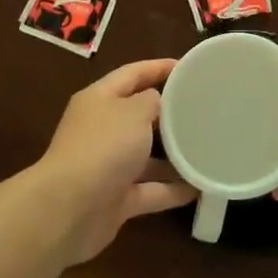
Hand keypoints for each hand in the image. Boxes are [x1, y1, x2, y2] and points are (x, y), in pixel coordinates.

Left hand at [34, 58, 195, 263]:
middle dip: (169, 113)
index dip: (159, 67)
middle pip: (139, 115)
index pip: (132, 74)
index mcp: (100, 99)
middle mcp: (101, 129)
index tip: (188, 67)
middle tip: (204, 110)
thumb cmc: (103, 147)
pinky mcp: (115, 199)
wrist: (69, 210)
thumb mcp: (134, 112)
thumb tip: (157, 103)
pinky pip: (149, 190)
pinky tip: (200, 188)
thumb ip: (152, 102)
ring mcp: (107, 166)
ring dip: (173, 155)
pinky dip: (171, 190)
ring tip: (207, 149)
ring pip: (145, 156)